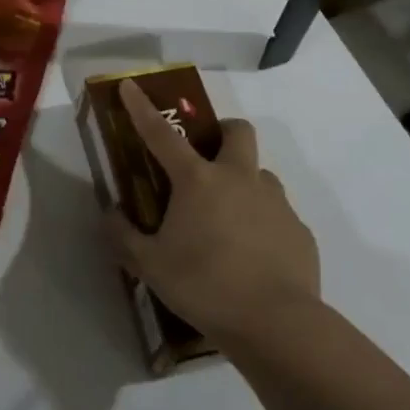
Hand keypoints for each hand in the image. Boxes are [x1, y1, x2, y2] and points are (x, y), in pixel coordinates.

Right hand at [106, 78, 320, 347]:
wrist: (277, 325)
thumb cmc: (204, 286)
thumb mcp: (149, 265)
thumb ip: (123, 235)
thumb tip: (110, 212)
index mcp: (198, 181)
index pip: (162, 134)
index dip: (142, 108)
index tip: (132, 85)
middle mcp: (239, 179)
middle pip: (236, 131)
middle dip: (222, 132)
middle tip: (206, 158)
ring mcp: (275, 203)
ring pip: (260, 174)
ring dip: (243, 183)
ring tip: (227, 219)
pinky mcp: (299, 231)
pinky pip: (278, 214)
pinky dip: (263, 223)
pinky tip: (253, 256)